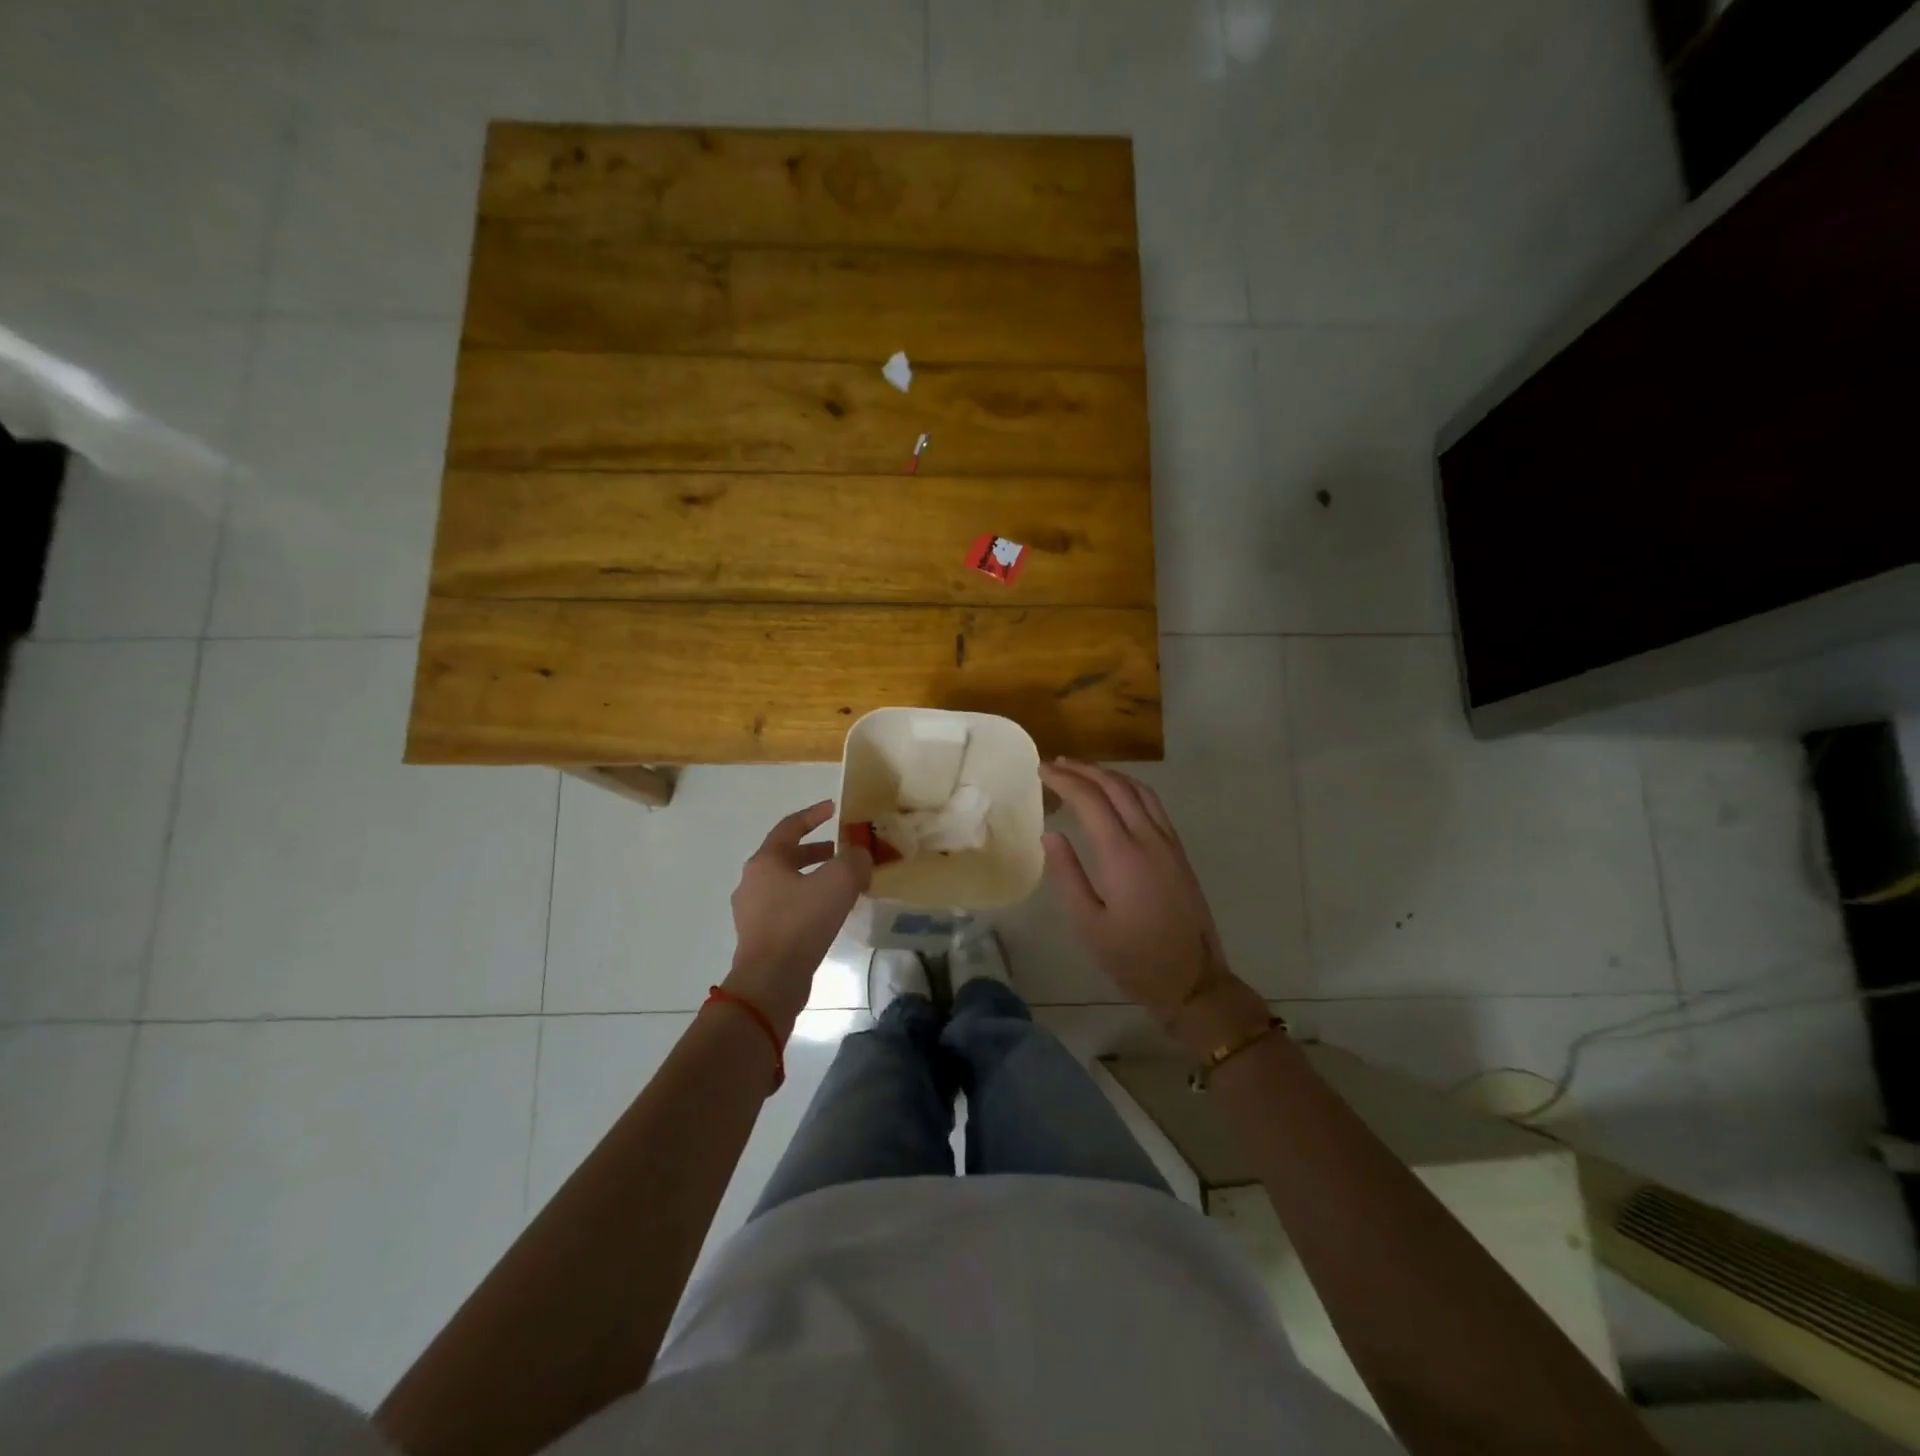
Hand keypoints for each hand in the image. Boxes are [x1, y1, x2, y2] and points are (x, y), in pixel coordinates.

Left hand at [725, 800, 872, 1032]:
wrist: (770, 981)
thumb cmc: (801, 923)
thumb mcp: (838, 882)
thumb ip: (854, 860)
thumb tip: (858, 855)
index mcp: (766, 861)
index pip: (790, 826)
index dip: (814, 815)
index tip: (834, 809)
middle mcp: (753, 882)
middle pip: (787, 856)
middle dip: (816, 850)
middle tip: (841, 851)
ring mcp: (752, 912)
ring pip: (787, 884)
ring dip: (813, 878)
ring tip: (841, 886)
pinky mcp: (759, 937)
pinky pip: (786, 908)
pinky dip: (807, 902)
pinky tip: (828, 915)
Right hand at [1041, 761, 1266, 1050]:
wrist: (1193, 980)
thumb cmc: (1134, 958)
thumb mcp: (1088, 925)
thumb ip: (1067, 875)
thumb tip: (1050, 834)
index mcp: (1122, 854)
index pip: (1090, 800)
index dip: (1064, 780)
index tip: (1040, 770)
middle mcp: (1148, 838)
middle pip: (1115, 787)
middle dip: (1084, 770)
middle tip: (1055, 764)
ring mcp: (1168, 843)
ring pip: (1139, 790)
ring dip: (1109, 775)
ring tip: (1082, 771)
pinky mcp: (1179, 852)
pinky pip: (1154, 804)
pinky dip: (1130, 788)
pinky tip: (1117, 794)